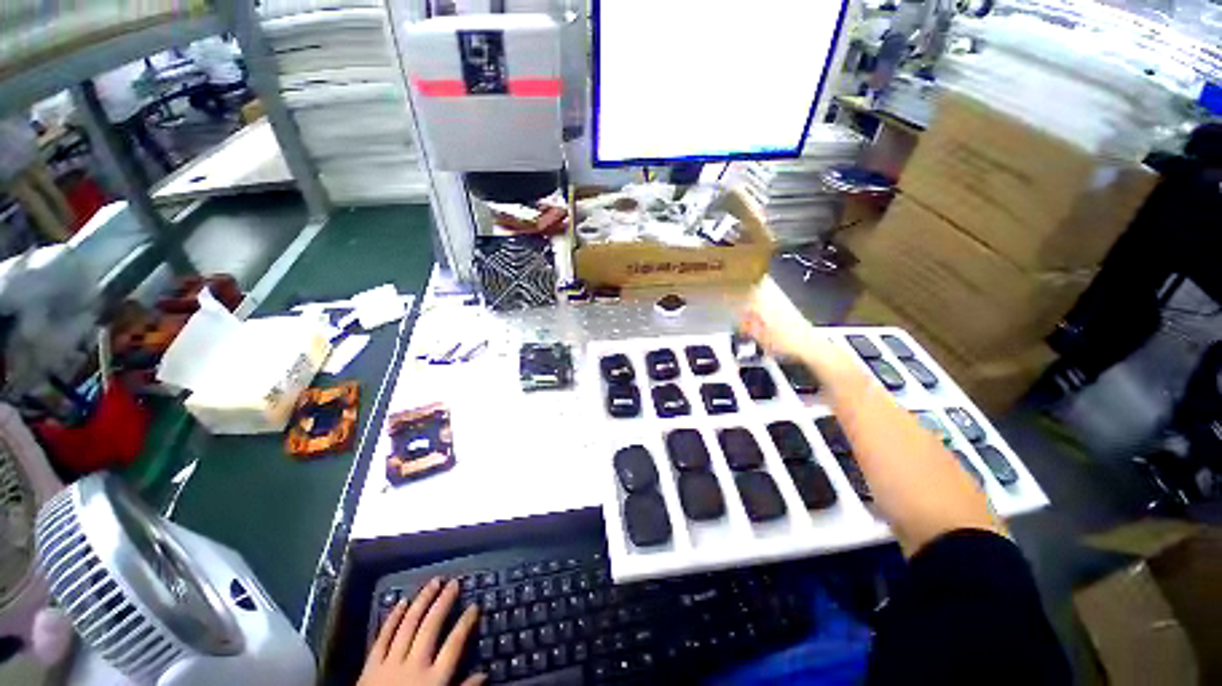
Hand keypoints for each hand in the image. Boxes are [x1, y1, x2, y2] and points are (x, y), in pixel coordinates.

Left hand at [359, 578, 484, 685]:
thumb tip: (484, 674)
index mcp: (433, 679)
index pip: (454, 644)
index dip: (465, 623)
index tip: (474, 605)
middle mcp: (414, 665)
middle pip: (431, 627)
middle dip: (443, 602)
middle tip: (454, 582)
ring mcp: (390, 663)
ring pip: (408, 625)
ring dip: (422, 601)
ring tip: (433, 582)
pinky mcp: (370, 666)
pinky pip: (382, 637)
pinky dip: (392, 618)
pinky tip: (401, 602)